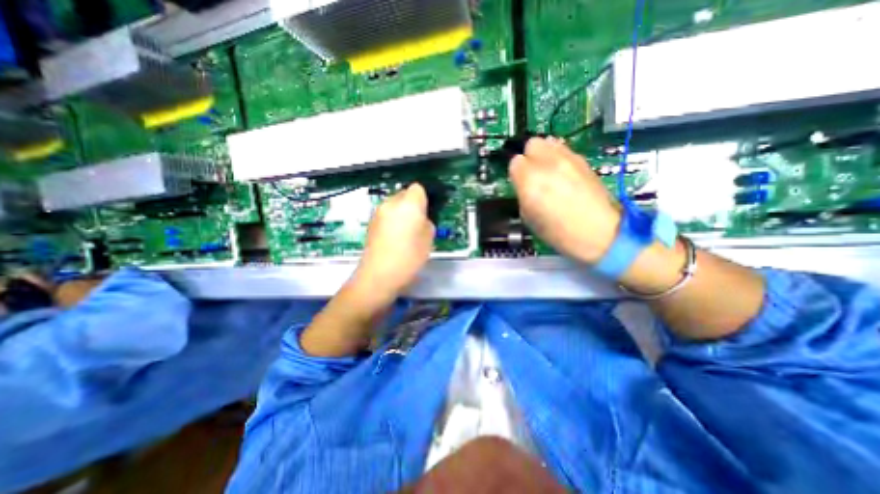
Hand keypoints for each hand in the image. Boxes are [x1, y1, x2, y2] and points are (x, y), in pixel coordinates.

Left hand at [350, 183, 434, 306]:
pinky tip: (394, 237)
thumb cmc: (409, 258)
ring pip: (394, 204)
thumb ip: (427, 223)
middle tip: (418, 223)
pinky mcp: (371, 223)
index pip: (418, 188)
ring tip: (405, 232)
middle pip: (404, 194)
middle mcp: (391, 203)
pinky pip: (386, 214)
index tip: (427, 212)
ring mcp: (378, 212)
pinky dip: (392, 220)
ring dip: (401, 212)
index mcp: (409, 204)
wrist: (378, 275)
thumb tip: (421, 219)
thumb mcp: (428, 240)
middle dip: (412, 204)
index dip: (424, 199)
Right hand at [506, 137, 621, 263]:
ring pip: (549, 142)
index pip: (514, 162)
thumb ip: (523, 193)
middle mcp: (548, 163)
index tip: (519, 182)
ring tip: (547, 172)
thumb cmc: (559, 233)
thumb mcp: (528, 217)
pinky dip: (558, 158)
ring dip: (544, 154)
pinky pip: (564, 150)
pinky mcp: (583, 161)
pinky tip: (561, 174)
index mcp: (530, 180)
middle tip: (531, 174)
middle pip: (531, 143)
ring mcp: (568, 159)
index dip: (516, 173)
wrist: (598, 234)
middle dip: (529, 157)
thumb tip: (523, 183)